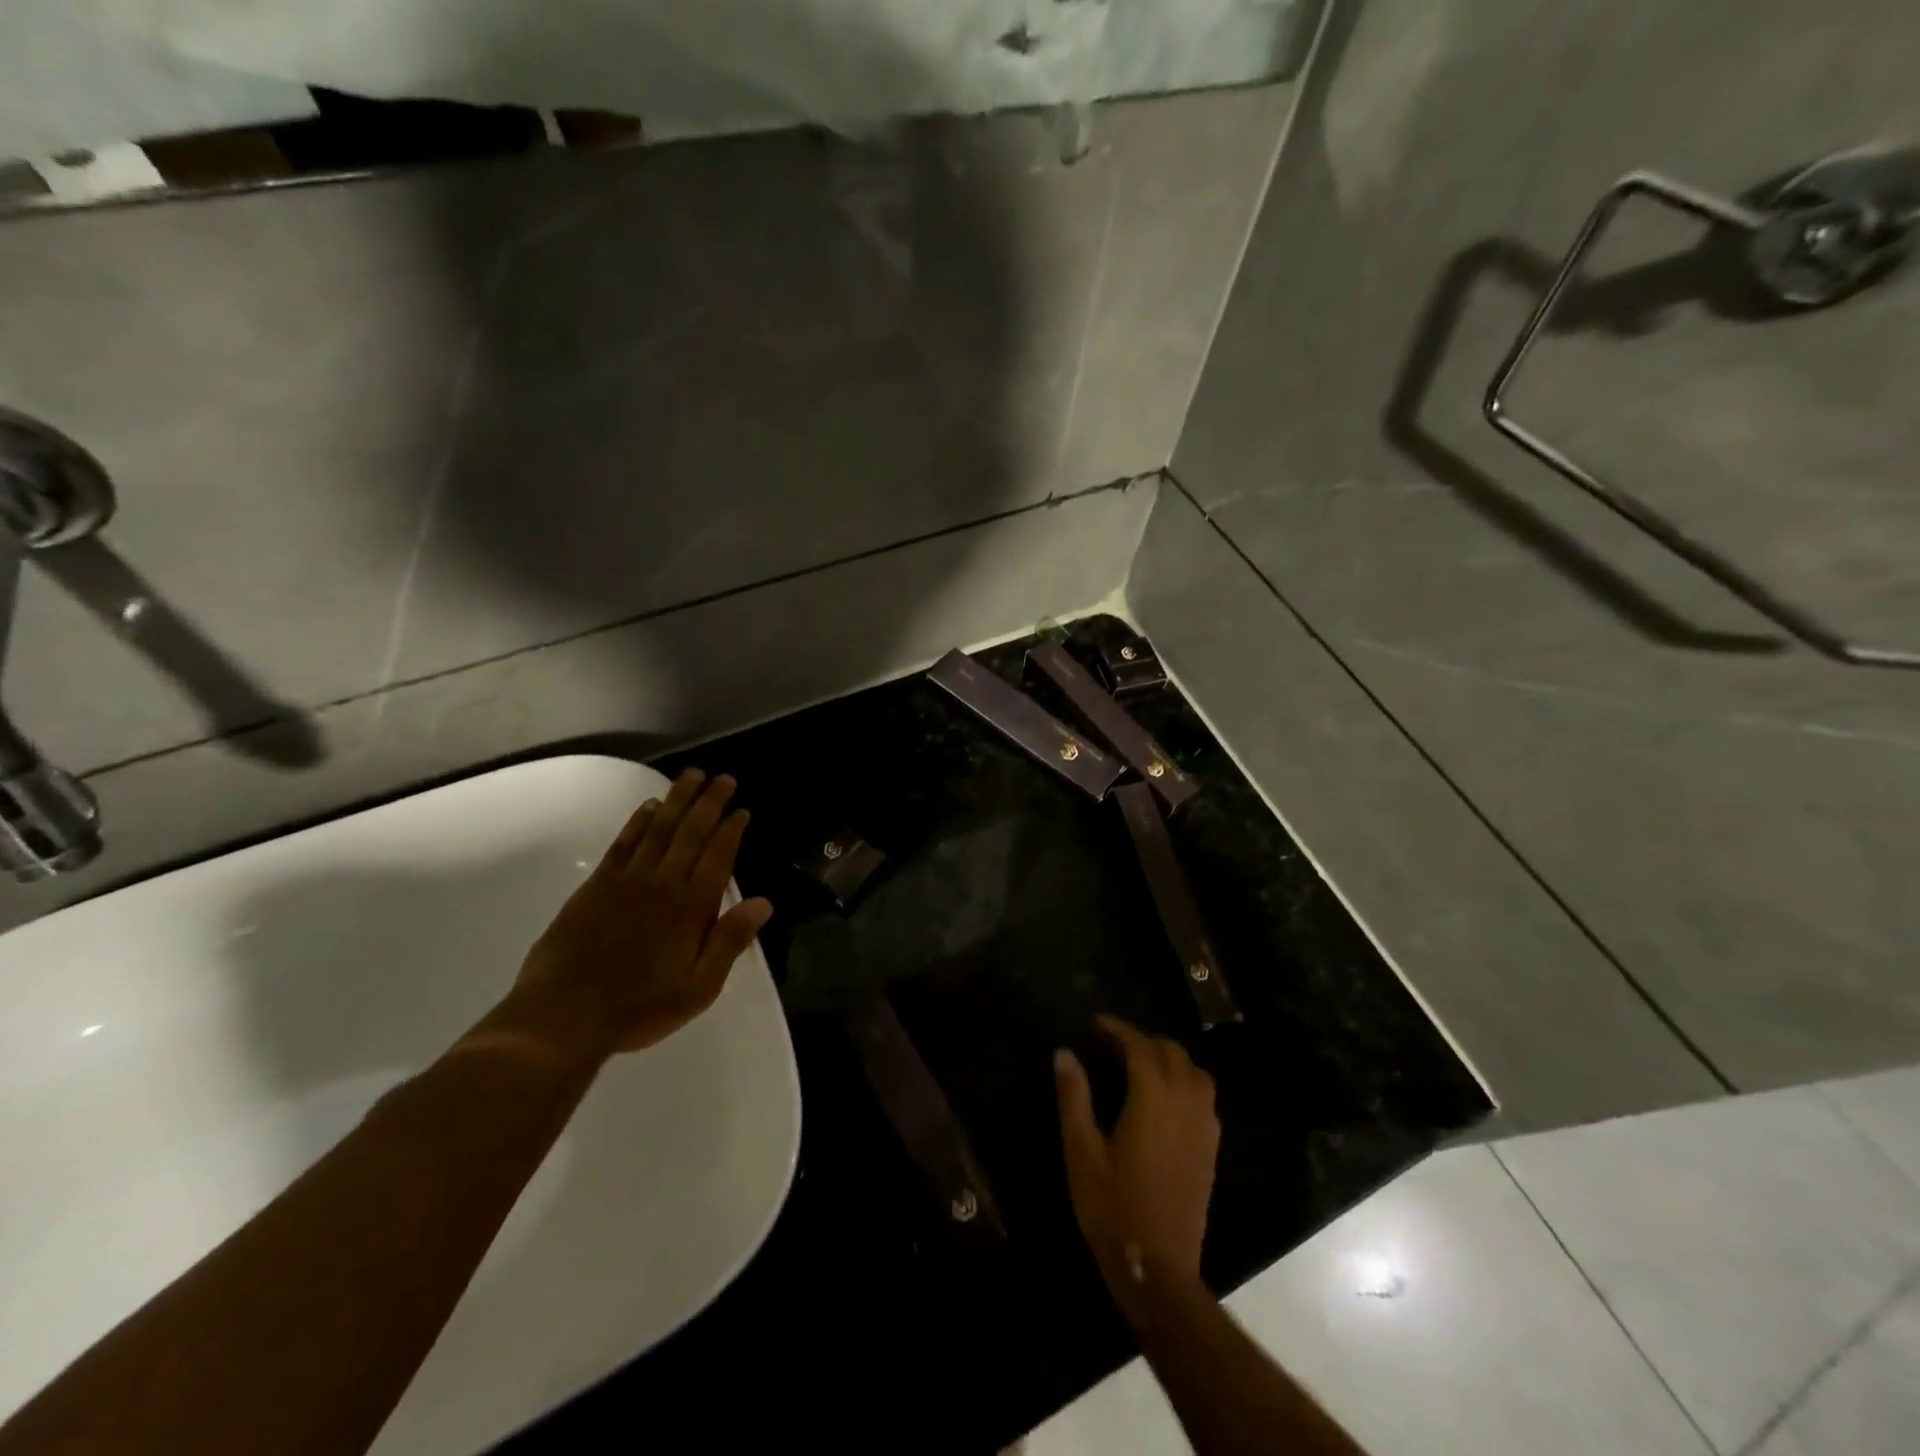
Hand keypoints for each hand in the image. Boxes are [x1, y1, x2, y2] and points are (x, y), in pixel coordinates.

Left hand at [506, 769, 773, 1063]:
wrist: (562, 1017)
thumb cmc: (639, 1007)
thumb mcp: (699, 987)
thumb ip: (730, 941)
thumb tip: (764, 902)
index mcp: (691, 907)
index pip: (718, 856)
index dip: (732, 829)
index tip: (742, 810)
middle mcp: (663, 882)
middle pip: (691, 832)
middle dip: (710, 802)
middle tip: (723, 778)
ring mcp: (627, 880)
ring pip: (659, 828)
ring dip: (678, 799)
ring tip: (692, 776)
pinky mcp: (596, 885)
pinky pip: (624, 842)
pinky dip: (639, 821)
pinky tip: (650, 806)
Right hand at [1056, 1016, 1219, 1320]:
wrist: (1158, 1269)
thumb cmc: (1113, 1207)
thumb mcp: (1081, 1151)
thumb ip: (1074, 1097)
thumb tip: (1065, 1053)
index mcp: (1152, 1099)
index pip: (1139, 1046)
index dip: (1118, 1029)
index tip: (1095, 1022)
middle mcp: (1185, 1104)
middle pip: (1171, 1053)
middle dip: (1143, 1039)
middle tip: (1112, 1042)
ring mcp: (1204, 1127)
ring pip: (1194, 1072)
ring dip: (1168, 1057)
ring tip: (1139, 1063)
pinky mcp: (1210, 1149)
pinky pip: (1204, 1096)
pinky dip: (1184, 1080)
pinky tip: (1164, 1097)